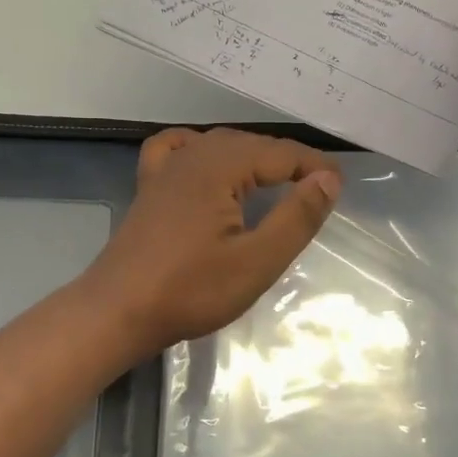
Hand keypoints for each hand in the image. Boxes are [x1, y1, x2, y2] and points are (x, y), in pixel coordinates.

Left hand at [84, 128, 342, 354]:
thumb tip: (328, 179)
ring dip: (255, 157)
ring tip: (280, 181)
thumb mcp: (257, 261)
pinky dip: (205, 149)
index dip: (315, 167)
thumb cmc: (191, 290)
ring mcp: (167, 167)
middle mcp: (194, 153)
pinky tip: (211, 163)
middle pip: (253, 144)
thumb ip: (296, 217)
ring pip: (222, 145)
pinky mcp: (150, 185)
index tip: (340, 187)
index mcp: (221, 165)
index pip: (281, 153)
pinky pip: (182, 149)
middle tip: (318, 191)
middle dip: (289, 161)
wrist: (117, 312)